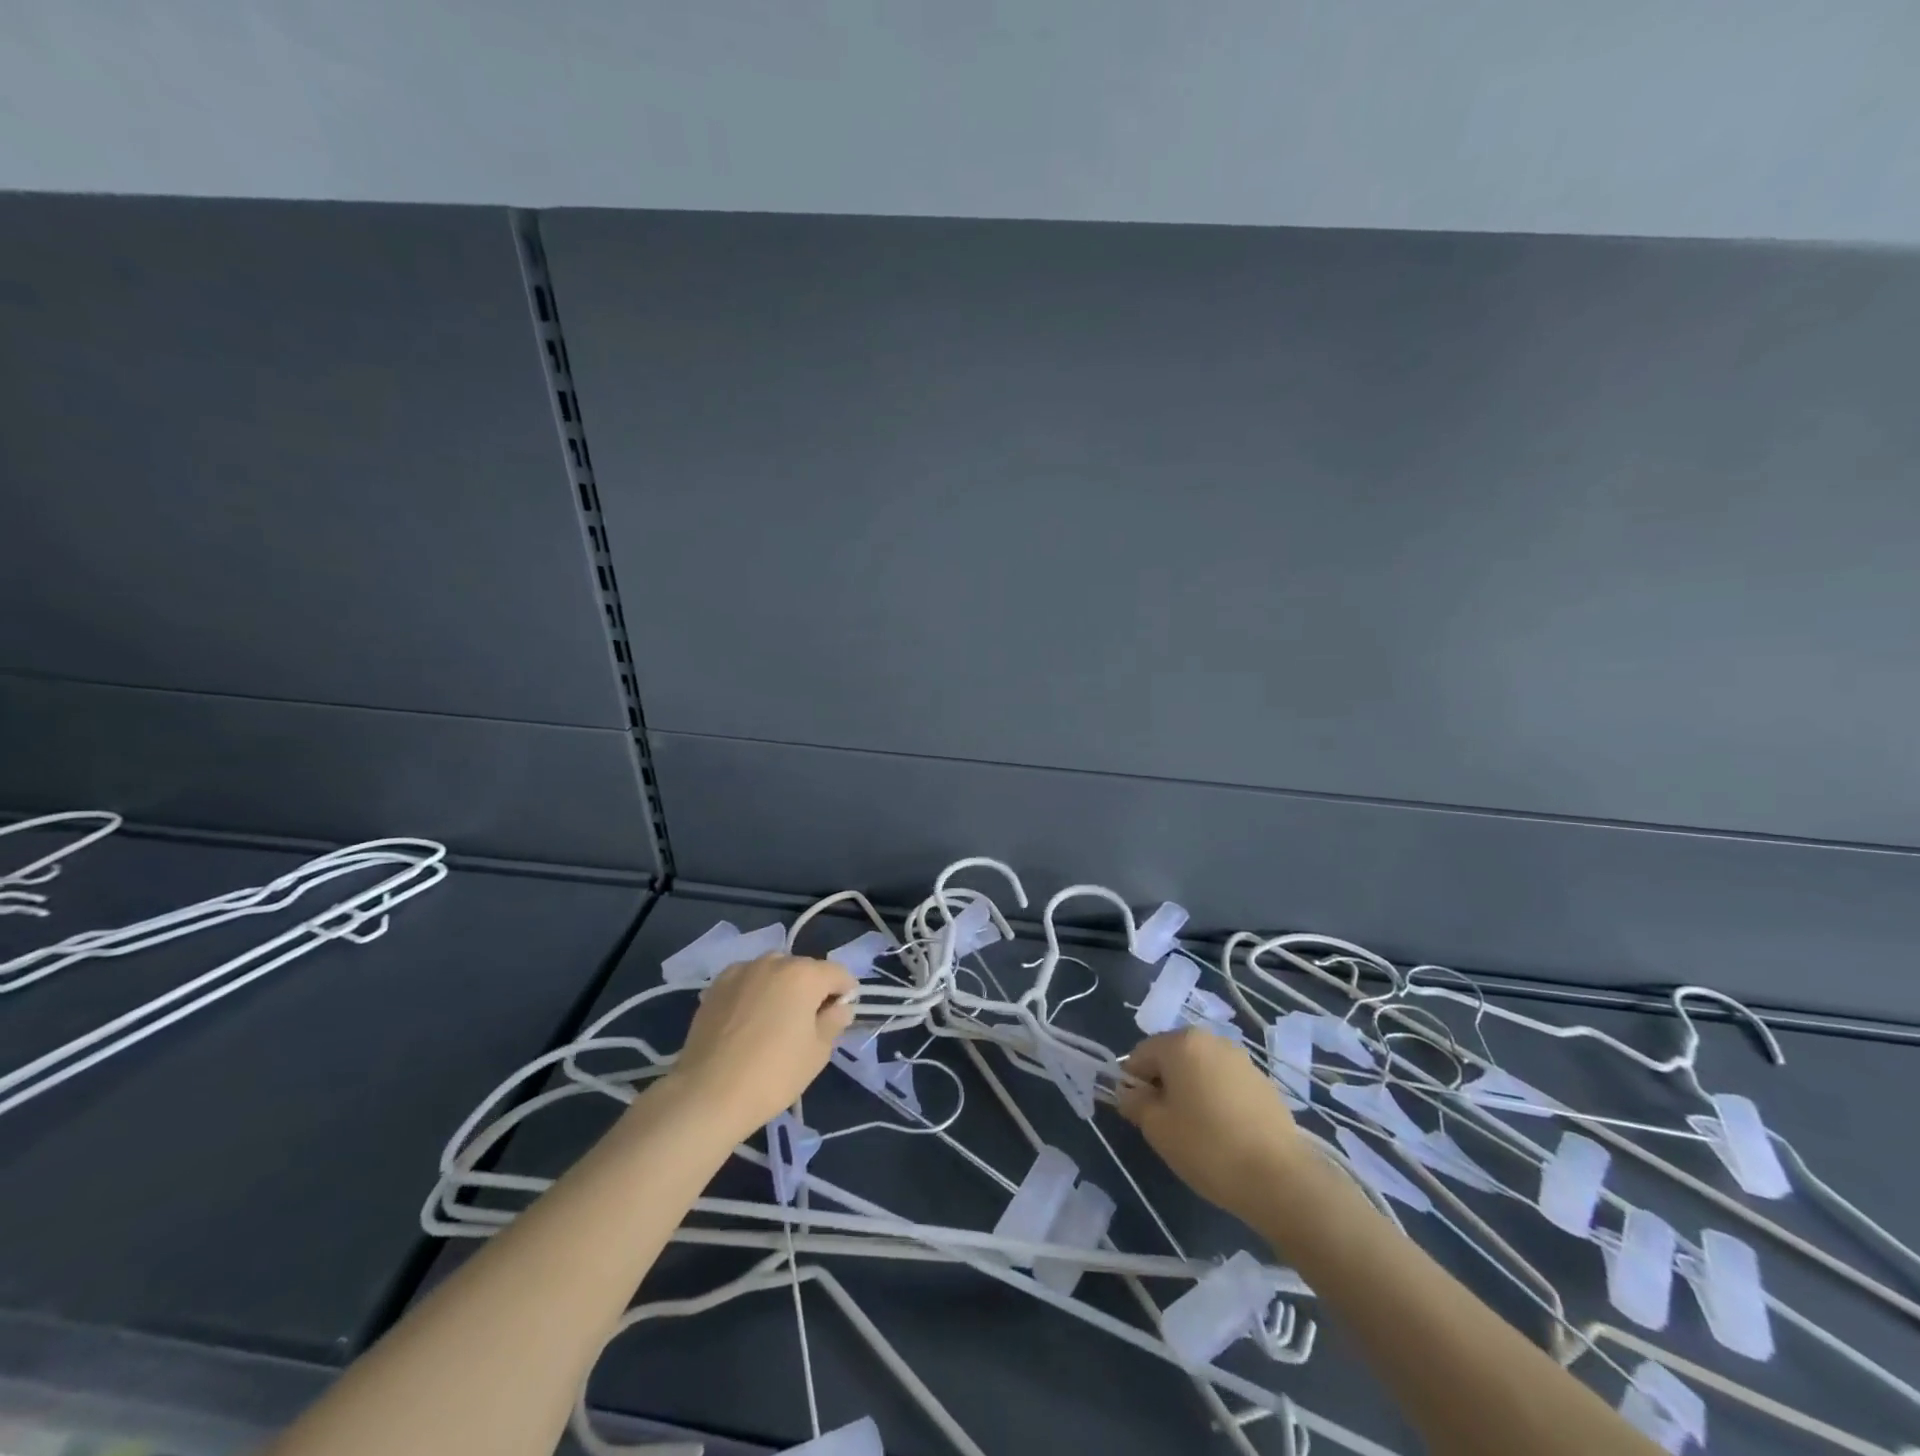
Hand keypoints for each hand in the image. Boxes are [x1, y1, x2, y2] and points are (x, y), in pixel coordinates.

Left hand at [667, 954, 856, 1134]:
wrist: (707, 1094)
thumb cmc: (773, 1075)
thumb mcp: (817, 1052)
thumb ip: (834, 1021)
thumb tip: (841, 1007)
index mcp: (805, 974)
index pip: (839, 974)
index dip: (845, 995)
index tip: (837, 1020)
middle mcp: (774, 961)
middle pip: (805, 970)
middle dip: (812, 990)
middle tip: (805, 1026)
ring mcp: (742, 970)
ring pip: (774, 972)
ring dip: (781, 988)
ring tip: (773, 1023)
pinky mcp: (716, 985)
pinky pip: (747, 981)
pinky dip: (754, 993)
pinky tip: (747, 1022)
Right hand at [1117, 1028, 1305, 1226]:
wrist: (1280, 1179)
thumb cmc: (1208, 1147)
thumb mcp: (1157, 1128)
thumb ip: (1135, 1103)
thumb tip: (1129, 1093)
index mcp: (1182, 1042)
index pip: (1141, 1054)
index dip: (1133, 1083)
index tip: (1138, 1114)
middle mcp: (1212, 1040)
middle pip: (1172, 1057)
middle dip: (1163, 1084)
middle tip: (1165, 1123)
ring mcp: (1241, 1060)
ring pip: (1200, 1069)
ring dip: (1190, 1091)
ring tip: (1196, 1130)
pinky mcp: (1263, 1082)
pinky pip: (1225, 1083)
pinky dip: (1216, 1099)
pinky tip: (1223, 1133)